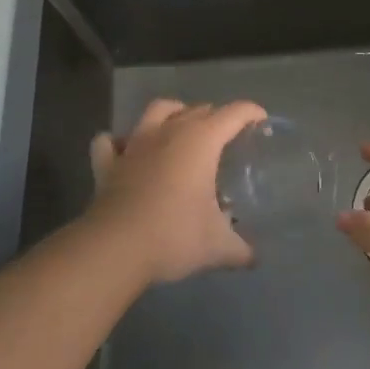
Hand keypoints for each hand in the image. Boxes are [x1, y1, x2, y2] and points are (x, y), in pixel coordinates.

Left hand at [87, 99, 265, 283]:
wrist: (116, 248)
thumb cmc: (174, 236)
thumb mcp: (217, 247)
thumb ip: (240, 249)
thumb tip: (254, 258)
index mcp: (201, 141)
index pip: (233, 113)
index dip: (250, 112)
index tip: (261, 120)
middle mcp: (169, 132)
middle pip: (197, 110)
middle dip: (215, 117)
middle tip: (225, 137)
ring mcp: (135, 144)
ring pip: (156, 110)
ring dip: (172, 113)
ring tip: (179, 126)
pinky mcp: (108, 163)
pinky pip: (110, 142)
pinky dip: (118, 142)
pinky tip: (124, 150)